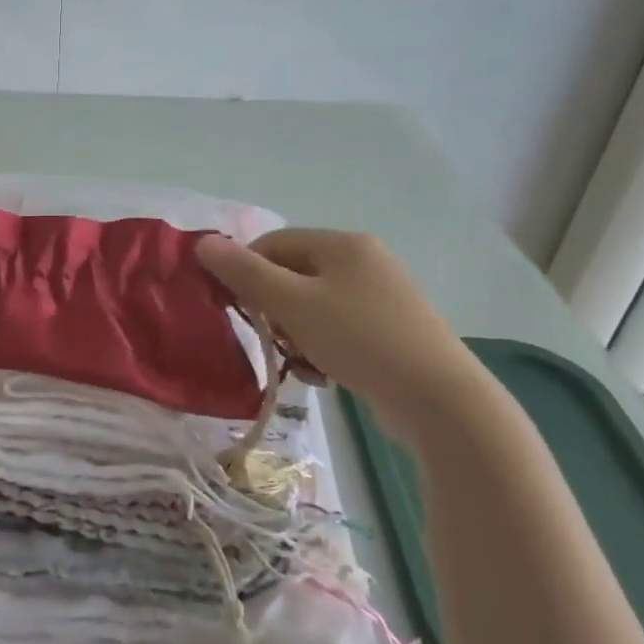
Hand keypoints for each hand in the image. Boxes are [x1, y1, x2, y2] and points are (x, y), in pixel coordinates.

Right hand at [197, 228, 473, 436]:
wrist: (440, 400)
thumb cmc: (359, 339)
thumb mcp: (292, 304)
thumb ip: (244, 273)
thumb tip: (203, 243)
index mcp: (343, 244)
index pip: (273, 243)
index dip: (246, 272)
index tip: (235, 309)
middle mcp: (365, 261)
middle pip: (294, 274)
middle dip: (273, 308)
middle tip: (270, 340)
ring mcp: (384, 297)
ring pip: (315, 306)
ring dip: (295, 332)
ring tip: (299, 363)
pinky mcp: (393, 331)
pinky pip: (339, 329)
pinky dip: (322, 347)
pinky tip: (323, 375)